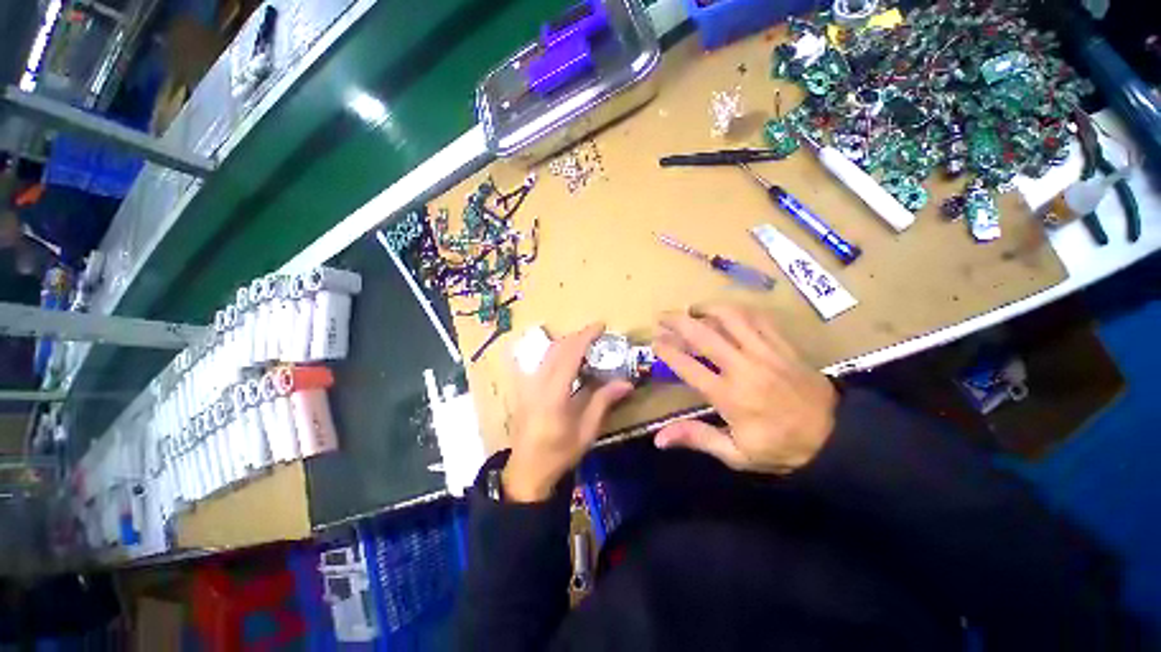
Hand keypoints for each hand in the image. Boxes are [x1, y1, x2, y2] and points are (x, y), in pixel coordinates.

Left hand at [504, 324, 633, 501]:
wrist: (527, 470)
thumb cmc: (559, 453)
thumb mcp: (586, 430)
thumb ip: (604, 401)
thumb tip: (627, 382)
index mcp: (554, 393)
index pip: (570, 354)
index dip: (585, 336)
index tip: (601, 326)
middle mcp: (537, 382)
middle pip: (557, 348)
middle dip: (578, 336)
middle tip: (597, 336)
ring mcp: (527, 384)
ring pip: (548, 352)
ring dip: (567, 343)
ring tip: (585, 345)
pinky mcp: (524, 387)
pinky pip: (541, 361)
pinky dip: (557, 353)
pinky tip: (567, 360)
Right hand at [652, 305, 836, 473]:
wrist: (837, 438)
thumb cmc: (781, 447)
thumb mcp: (736, 454)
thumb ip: (697, 439)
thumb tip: (659, 439)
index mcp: (729, 396)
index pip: (688, 366)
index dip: (668, 351)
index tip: (655, 342)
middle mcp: (744, 367)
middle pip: (704, 335)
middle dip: (678, 321)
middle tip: (663, 316)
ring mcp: (766, 352)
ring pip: (732, 318)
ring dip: (707, 309)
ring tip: (692, 309)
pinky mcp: (783, 345)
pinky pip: (758, 318)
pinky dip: (738, 310)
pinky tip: (726, 311)